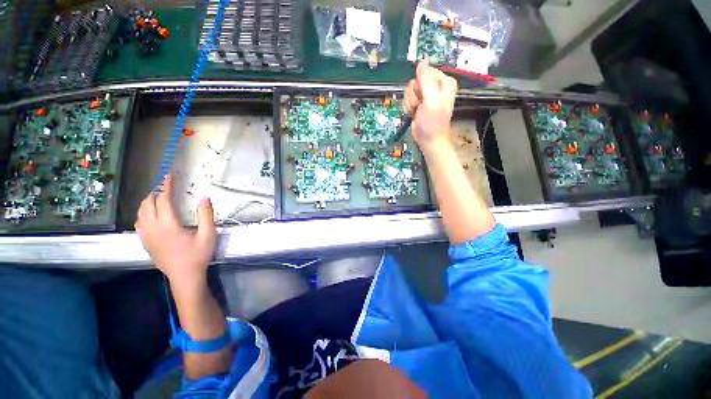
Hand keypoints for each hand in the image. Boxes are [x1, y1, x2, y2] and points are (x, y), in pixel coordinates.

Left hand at [135, 174, 216, 287]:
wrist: (184, 276)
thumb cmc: (198, 255)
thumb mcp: (208, 235)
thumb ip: (206, 216)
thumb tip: (204, 198)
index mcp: (168, 225)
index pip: (164, 200)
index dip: (167, 186)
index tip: (169, 176)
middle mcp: (153, 228)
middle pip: (148, 204)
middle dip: (156, 193)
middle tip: (166, 187)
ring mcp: (146, 236)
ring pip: (140, 213)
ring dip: (148, 202)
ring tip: (157, 198)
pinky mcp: (145, 242)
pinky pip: (139, 223)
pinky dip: (143, 214)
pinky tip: (150, 215)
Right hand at [403, 61, 457, 151]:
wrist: (428, 139)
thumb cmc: (432, 122)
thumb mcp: (431, 100)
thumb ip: (426, 80)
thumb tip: (421, 62)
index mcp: (444, 83)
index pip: (426, 71)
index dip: (421, 82)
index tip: (421, 93)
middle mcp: (435, 87)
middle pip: (416, 81)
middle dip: (414, 94)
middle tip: (419, 105)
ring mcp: (425, 96)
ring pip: (409, 90)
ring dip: (410, 102)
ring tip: (416, 111)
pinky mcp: (418, 104)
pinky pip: (407, 99)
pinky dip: (408, 107)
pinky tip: (413, 113)